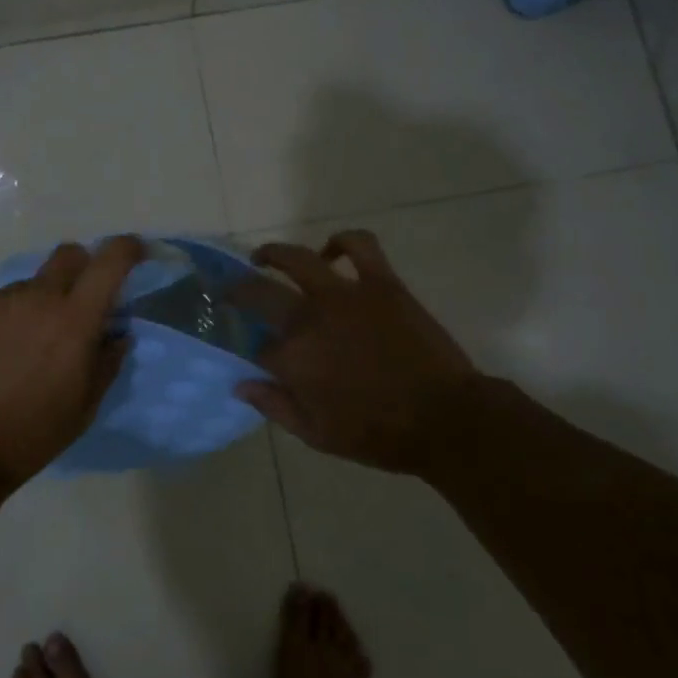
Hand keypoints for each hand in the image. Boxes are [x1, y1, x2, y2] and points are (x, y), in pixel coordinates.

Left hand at [0, 236, 142, 488]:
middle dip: (78, 270)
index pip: (110, 261)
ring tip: (11, 352)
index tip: (132, 252)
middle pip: (66, 255)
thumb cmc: (29, 438)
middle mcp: (33, 297)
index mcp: (73, 320)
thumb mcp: (83, 408)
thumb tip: (117, 333)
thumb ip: (106, 362)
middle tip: (70, 305)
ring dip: (28, 308)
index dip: (127, 248)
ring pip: (21, 288)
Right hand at [237, 231, 487, 474]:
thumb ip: (275, 407)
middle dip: (239, 292)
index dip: (254, 352)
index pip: (258, 347)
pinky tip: (331, 250)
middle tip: (232, 292)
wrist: (445, 419)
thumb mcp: (318, 436)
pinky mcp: (381, 282)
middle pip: (260, 293)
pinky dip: (342, 241)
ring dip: (273, 254)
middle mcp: (310, 318)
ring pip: (298, 258)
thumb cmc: (379, 434)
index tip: (256, 355)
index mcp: (293, 359)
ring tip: (264, 257)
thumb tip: (240, 383)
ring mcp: (345, 294)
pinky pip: (359, 245)